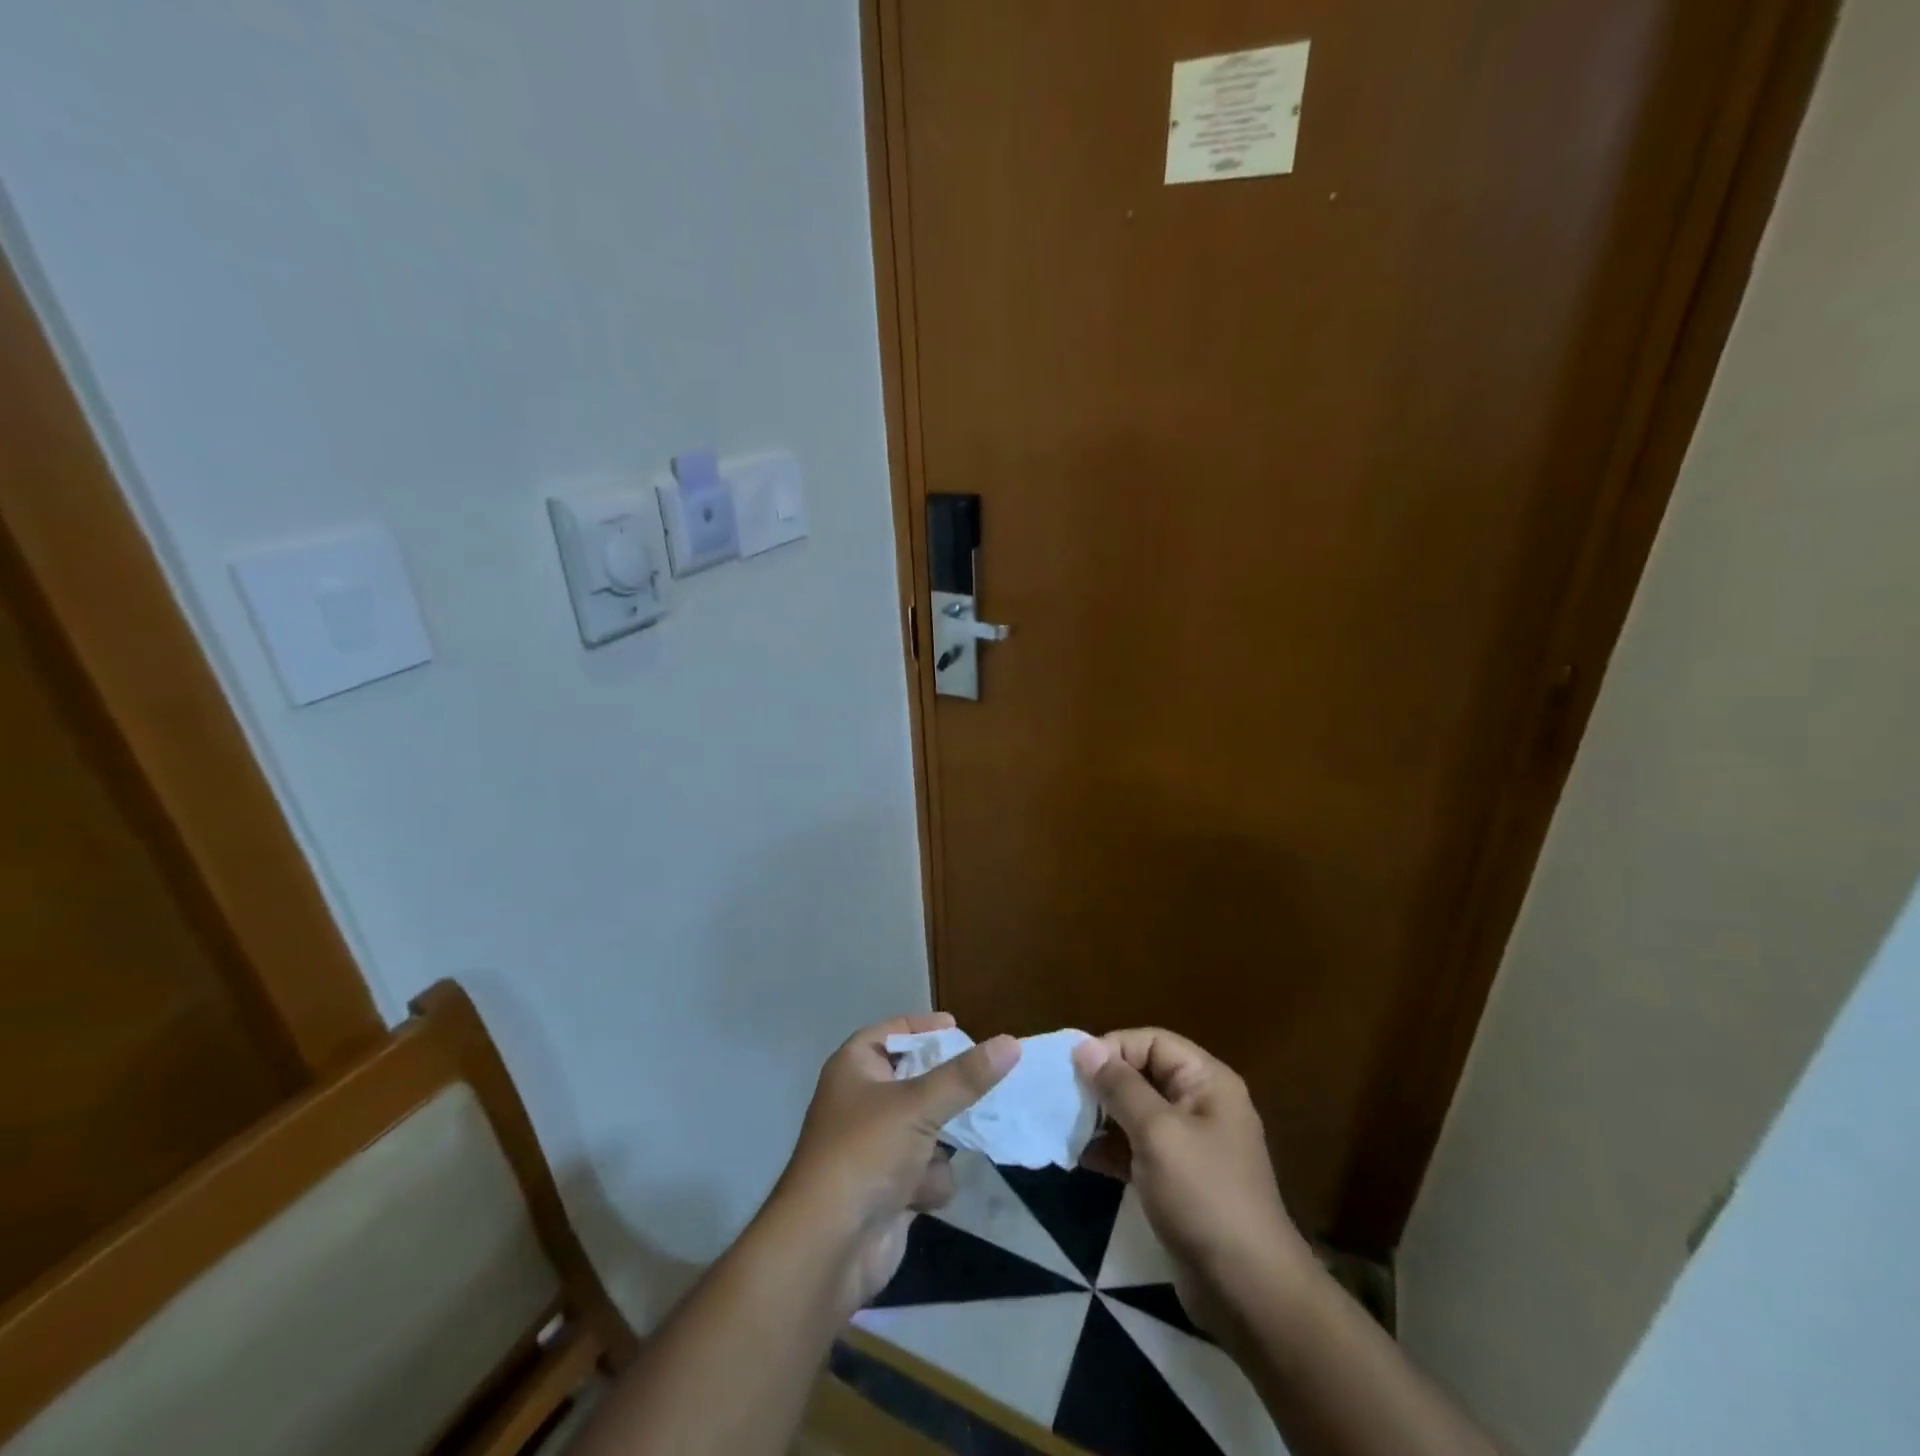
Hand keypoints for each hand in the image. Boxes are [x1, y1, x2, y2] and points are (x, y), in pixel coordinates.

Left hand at [775, 1013, 1018, 1314]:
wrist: (828, 1248)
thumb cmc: (865, 1153)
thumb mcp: (918, 1105)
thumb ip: (966, 1076)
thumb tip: (1011, 1043)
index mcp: (855, 1067)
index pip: (894, 1032)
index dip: (925, 1027)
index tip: (960, 1027)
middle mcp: (863, 1101)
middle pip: (917, 1081)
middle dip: (945, 1092)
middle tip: (978, 1085)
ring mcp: (876, 1146)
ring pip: (929, 1128)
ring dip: (939, 1145)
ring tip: (939, 1151)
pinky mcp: (890, 1187)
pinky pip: (927, 1169)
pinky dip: (929, 1182)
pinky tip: (920, 1196)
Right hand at [1073, 1029, 1312, 1337]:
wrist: (1248, 1292)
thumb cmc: (1204, 1197)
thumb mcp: (1157, 1133)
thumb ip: (1120, 1086)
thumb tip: (1084, 1045)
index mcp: (1207, 1082)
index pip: (1152, 1042)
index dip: (1114, 1048)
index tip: (1075, 1068)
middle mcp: (1201, 1104)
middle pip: (1144, 1074)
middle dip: (1103, 1083)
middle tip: (1063, 1096)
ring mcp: (1191, 1145)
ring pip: (1137, 1112)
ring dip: (1102, 1116)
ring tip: (1066, 1125)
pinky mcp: (1179, 1180)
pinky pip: (1139, 1148)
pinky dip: (1111, 1149)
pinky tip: (1081, 1157)